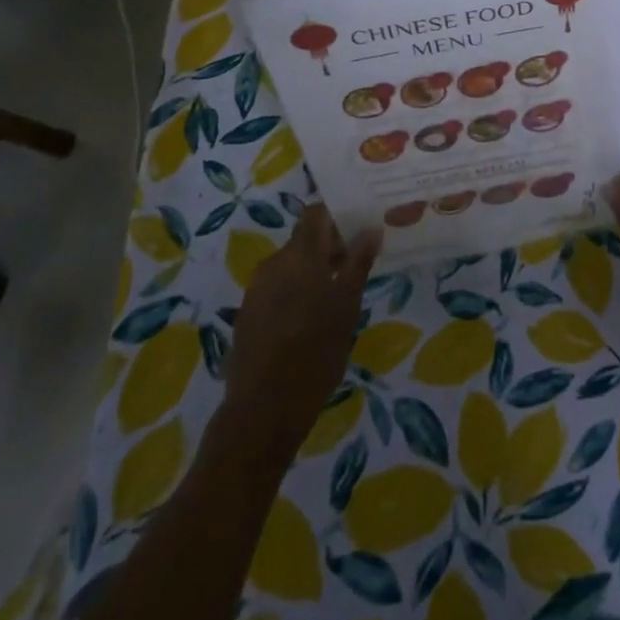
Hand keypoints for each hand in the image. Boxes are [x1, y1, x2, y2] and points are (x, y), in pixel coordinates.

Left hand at [222, 204, 380, 451]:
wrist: (264, 407)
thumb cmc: (317, 350)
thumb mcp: (348, 305)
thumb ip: (359, 262)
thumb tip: (371, 228)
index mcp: (301, 254)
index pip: (316, 213)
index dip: (337, 217)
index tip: (358, 231)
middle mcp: (274, 262)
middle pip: (304, 239)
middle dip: (329, 248)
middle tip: (355, 268)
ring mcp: (257, 287)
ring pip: (290, 264)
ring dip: (312, 271)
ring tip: (335, 298)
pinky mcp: (247, 312)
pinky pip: (276, 287)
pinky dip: (295, 291)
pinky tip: (309, 319)